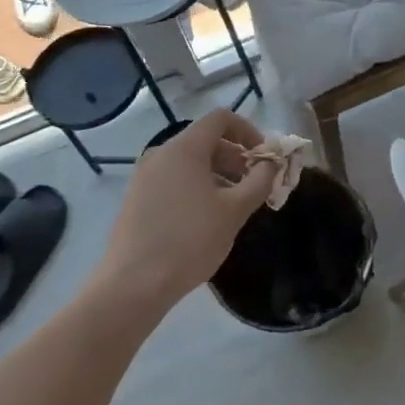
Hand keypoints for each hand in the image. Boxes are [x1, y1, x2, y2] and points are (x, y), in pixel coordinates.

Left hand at [97, 109, 277, 312]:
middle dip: (236, 157)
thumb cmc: (190, 241)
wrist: (133, 285)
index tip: (264, 157)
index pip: (221, 119)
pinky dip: (196, 186)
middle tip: (254, 185)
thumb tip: (271, 164)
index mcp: (185, 149)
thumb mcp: (235, 211)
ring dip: (218, 174)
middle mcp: (161, 154)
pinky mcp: (136, 198)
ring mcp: (144, 176)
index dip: (248, 131)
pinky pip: (173, 179)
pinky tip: (206, 218)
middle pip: (206, 140)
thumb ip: (259, 181)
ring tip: (233, 205)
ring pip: (189, 162)